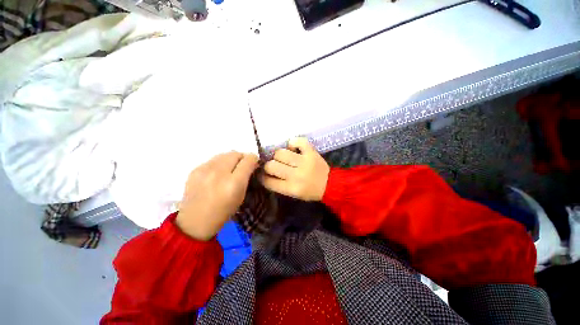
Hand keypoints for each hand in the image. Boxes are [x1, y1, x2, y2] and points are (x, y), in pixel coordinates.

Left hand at [176, 152, 258, 240]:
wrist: (194, 222)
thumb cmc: (223, 212)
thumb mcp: (241, 196)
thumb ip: (247, 177)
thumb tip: (251, 164)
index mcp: (233, 183)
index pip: (248, 159)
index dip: (254, 160)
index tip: (254, 165)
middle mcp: (219, 172)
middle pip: (236, 153)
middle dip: (242, 158)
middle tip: (242, 167)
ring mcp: (204, 169)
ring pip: (224, 154)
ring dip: (231, 159)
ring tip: (229, 170)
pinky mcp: (195, 169)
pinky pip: (213, 160)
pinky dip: (219, 163)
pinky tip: (217, 174)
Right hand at [260, 137, 329, 200]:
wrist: (330, 184)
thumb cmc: (310, 191)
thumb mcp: (293, 194)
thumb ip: (278, 185)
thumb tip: (265, 174)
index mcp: (291, 188)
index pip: (268, 181)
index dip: (262, 177)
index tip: (262, 174)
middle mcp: (296, 175)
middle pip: (271, 165)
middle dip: (269, 165)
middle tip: (274, 165)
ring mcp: (304, 162)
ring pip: (280, 153)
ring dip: (279, 155)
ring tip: (284, 158)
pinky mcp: (311, 152)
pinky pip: (297, 141)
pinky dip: (293, 143)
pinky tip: (293, 148)